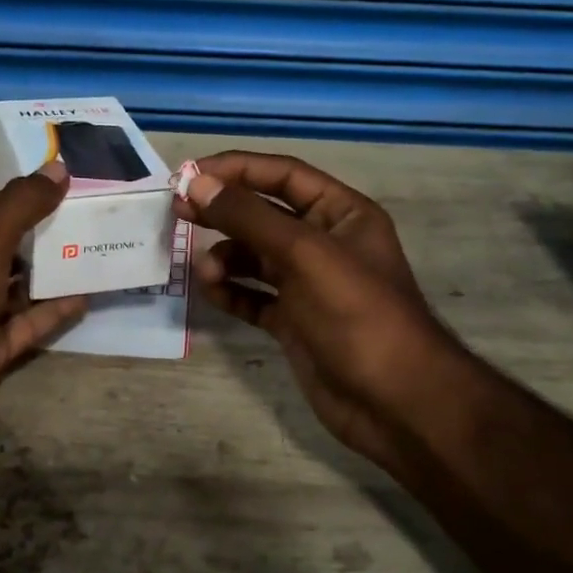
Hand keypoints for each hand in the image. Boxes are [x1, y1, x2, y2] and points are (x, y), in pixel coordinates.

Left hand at [0, 161, 86, 473]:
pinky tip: (87, 296)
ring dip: (53, 272)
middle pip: (5, 244)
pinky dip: (53, 310)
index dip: (28, 197)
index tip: (74, 192)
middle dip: (46, 235)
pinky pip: (26, 322)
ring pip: (18, 284)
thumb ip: (22, 204)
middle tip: (96, 222)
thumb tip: (58, 168)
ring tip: (100, 254)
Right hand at [175, 152, 476, 475]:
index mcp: (341, 214)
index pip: (282, 175)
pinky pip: (254, 296)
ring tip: (207, 272)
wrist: (395, 402)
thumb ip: (250, 217)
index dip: (236, 169)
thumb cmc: (357, 315)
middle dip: (223, 211)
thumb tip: (196, 183)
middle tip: (178, 212)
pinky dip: (232, 291)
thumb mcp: (305, 255)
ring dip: (226, 258)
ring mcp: (309, 284)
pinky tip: (213, 293)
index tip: (188, 175)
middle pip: (264, 214)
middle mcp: (324, 243)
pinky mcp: (295, 322)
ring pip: (255, 257)